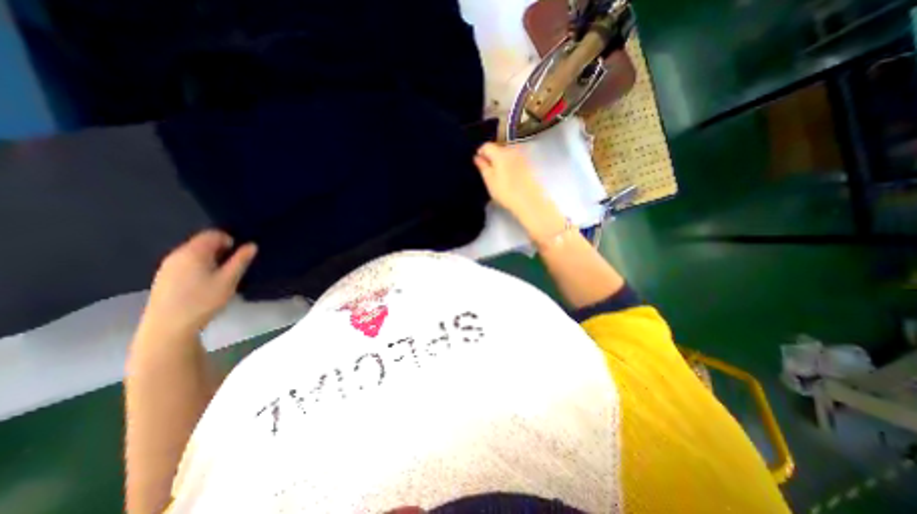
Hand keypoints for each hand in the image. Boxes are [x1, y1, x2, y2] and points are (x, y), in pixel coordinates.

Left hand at [143, 229, 256, 334]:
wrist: (169, 326)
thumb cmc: (203, 300)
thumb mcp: (229, 280)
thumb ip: (241, 260)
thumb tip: (251, 245)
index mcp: (193, 252)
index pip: (213, 234)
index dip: (230, 239)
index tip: (240, 254)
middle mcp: (177, 254)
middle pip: (202, 242)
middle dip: (221, 250)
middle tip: (234, 265)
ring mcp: (168, 266)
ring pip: (195, 253)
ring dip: (212, 258)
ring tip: (223, 275)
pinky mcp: (165, 277)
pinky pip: (187, 263)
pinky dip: (200, 266)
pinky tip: (206, 283)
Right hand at [472, 142, 551, 219]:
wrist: (529, 201)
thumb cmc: (506, 192)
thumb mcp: (490, 181)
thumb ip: (483, 166)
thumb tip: (477, 158)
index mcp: (500, 153)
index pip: (486, 146)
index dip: (480, 153)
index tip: (478, 162)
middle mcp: (512, 150)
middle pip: (498, 147)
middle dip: (491, 156)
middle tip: (487, 170)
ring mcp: (521, 156)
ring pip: (506, 153)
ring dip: (500, 160)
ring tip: (497, 175)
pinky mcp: (528, 164)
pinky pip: (514, 159)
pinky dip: (509, 164)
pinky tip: (508, 177)